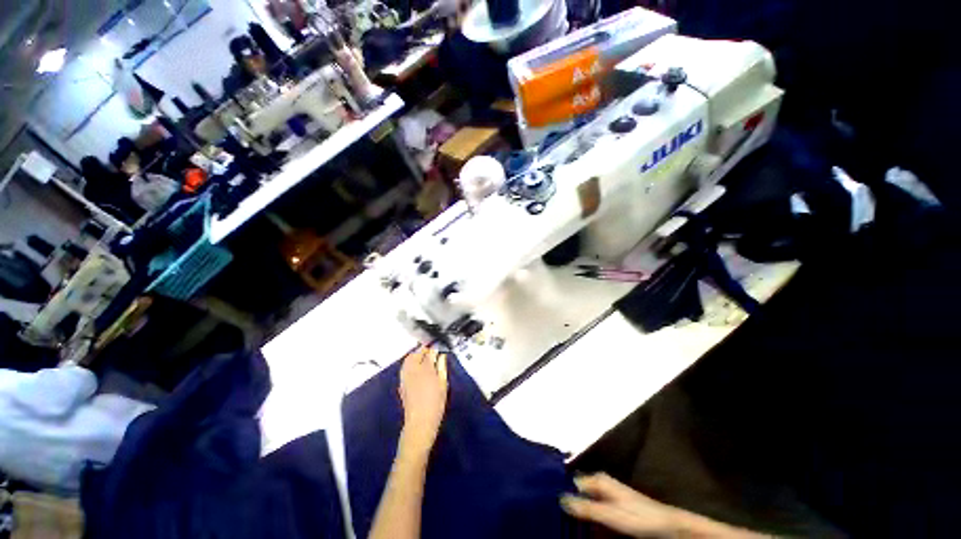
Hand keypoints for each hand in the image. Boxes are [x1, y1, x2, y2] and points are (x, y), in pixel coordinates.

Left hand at [398, 346, 448, 456]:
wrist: (420, 421)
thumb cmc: (436, 403)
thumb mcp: (443, 383)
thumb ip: (441, 367)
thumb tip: (441, 356)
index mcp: (426, 369)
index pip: (429, 352)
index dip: (434, 348)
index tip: (438, 347)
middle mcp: (413, 370)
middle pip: (416, 354)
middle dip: (422, 350)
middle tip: (430, 351)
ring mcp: (405, 376)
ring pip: (408, 359)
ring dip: (415, 355)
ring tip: (423, 357)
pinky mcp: (401, 383)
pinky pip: (405, 367)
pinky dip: (410, 363)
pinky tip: (416, 367)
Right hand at [561, 474, 676, 537]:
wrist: (666, 524)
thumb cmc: (638, 516)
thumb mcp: (611, 514)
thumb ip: (586, 507)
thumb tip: (559, 498)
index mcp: (598, 479)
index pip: (572, 482)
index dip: (560, 490)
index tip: (547, 501)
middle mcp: (599, 482)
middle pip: (577, 489)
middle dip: (566, 500)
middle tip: (553, 512)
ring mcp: (606, 493)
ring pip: (583, 498)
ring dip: (574, 508)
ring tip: (561, 518)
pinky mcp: (611, 504)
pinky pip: (592, 506)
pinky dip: (584, 513)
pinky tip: (579, 523)